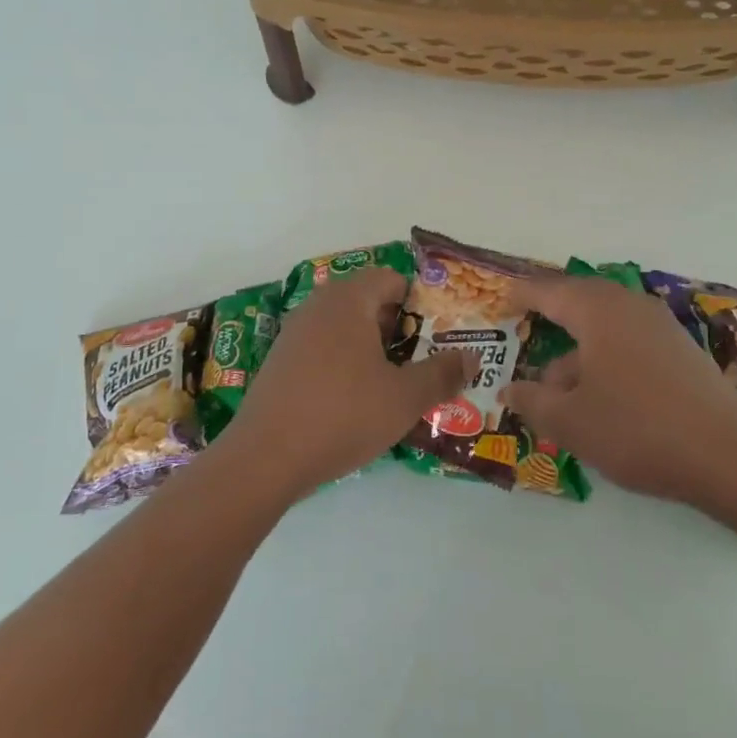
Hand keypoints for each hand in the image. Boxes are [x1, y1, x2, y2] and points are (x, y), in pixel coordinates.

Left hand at [216, 267, 474, 500]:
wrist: (264, 458)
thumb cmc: (342, 415)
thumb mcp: (404, 398)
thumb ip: (442, 373)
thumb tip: (471, 357)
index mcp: (349, 299)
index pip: (392, 279)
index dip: (421, 303)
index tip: (440, 334)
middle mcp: (319, 305)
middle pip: (370, 301)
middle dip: (400, 328)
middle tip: (425, 360)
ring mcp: (295, 332)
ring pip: (347, 327)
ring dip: (374, 348)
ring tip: (397, 383)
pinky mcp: (281, 361)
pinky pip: (325, 348)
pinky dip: (346, 363)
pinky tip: (357, 400)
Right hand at [502, 273, 736, 504]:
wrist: (729, 456)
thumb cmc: (636, 429)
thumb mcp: (570, 422)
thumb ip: (533, 401)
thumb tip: (510, 389)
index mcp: (598, 310)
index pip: (550, 291)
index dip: (522, 294)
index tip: (501, 300)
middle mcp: (630, 306)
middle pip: (581, 299)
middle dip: (552, 314)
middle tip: (527, 326)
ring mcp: (661, 326)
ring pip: (607, 324)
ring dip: (579, 345)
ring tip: (558, 382)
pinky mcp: (681, 350)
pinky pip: (630, 340)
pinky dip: (606, 356)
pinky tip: (601, 393)